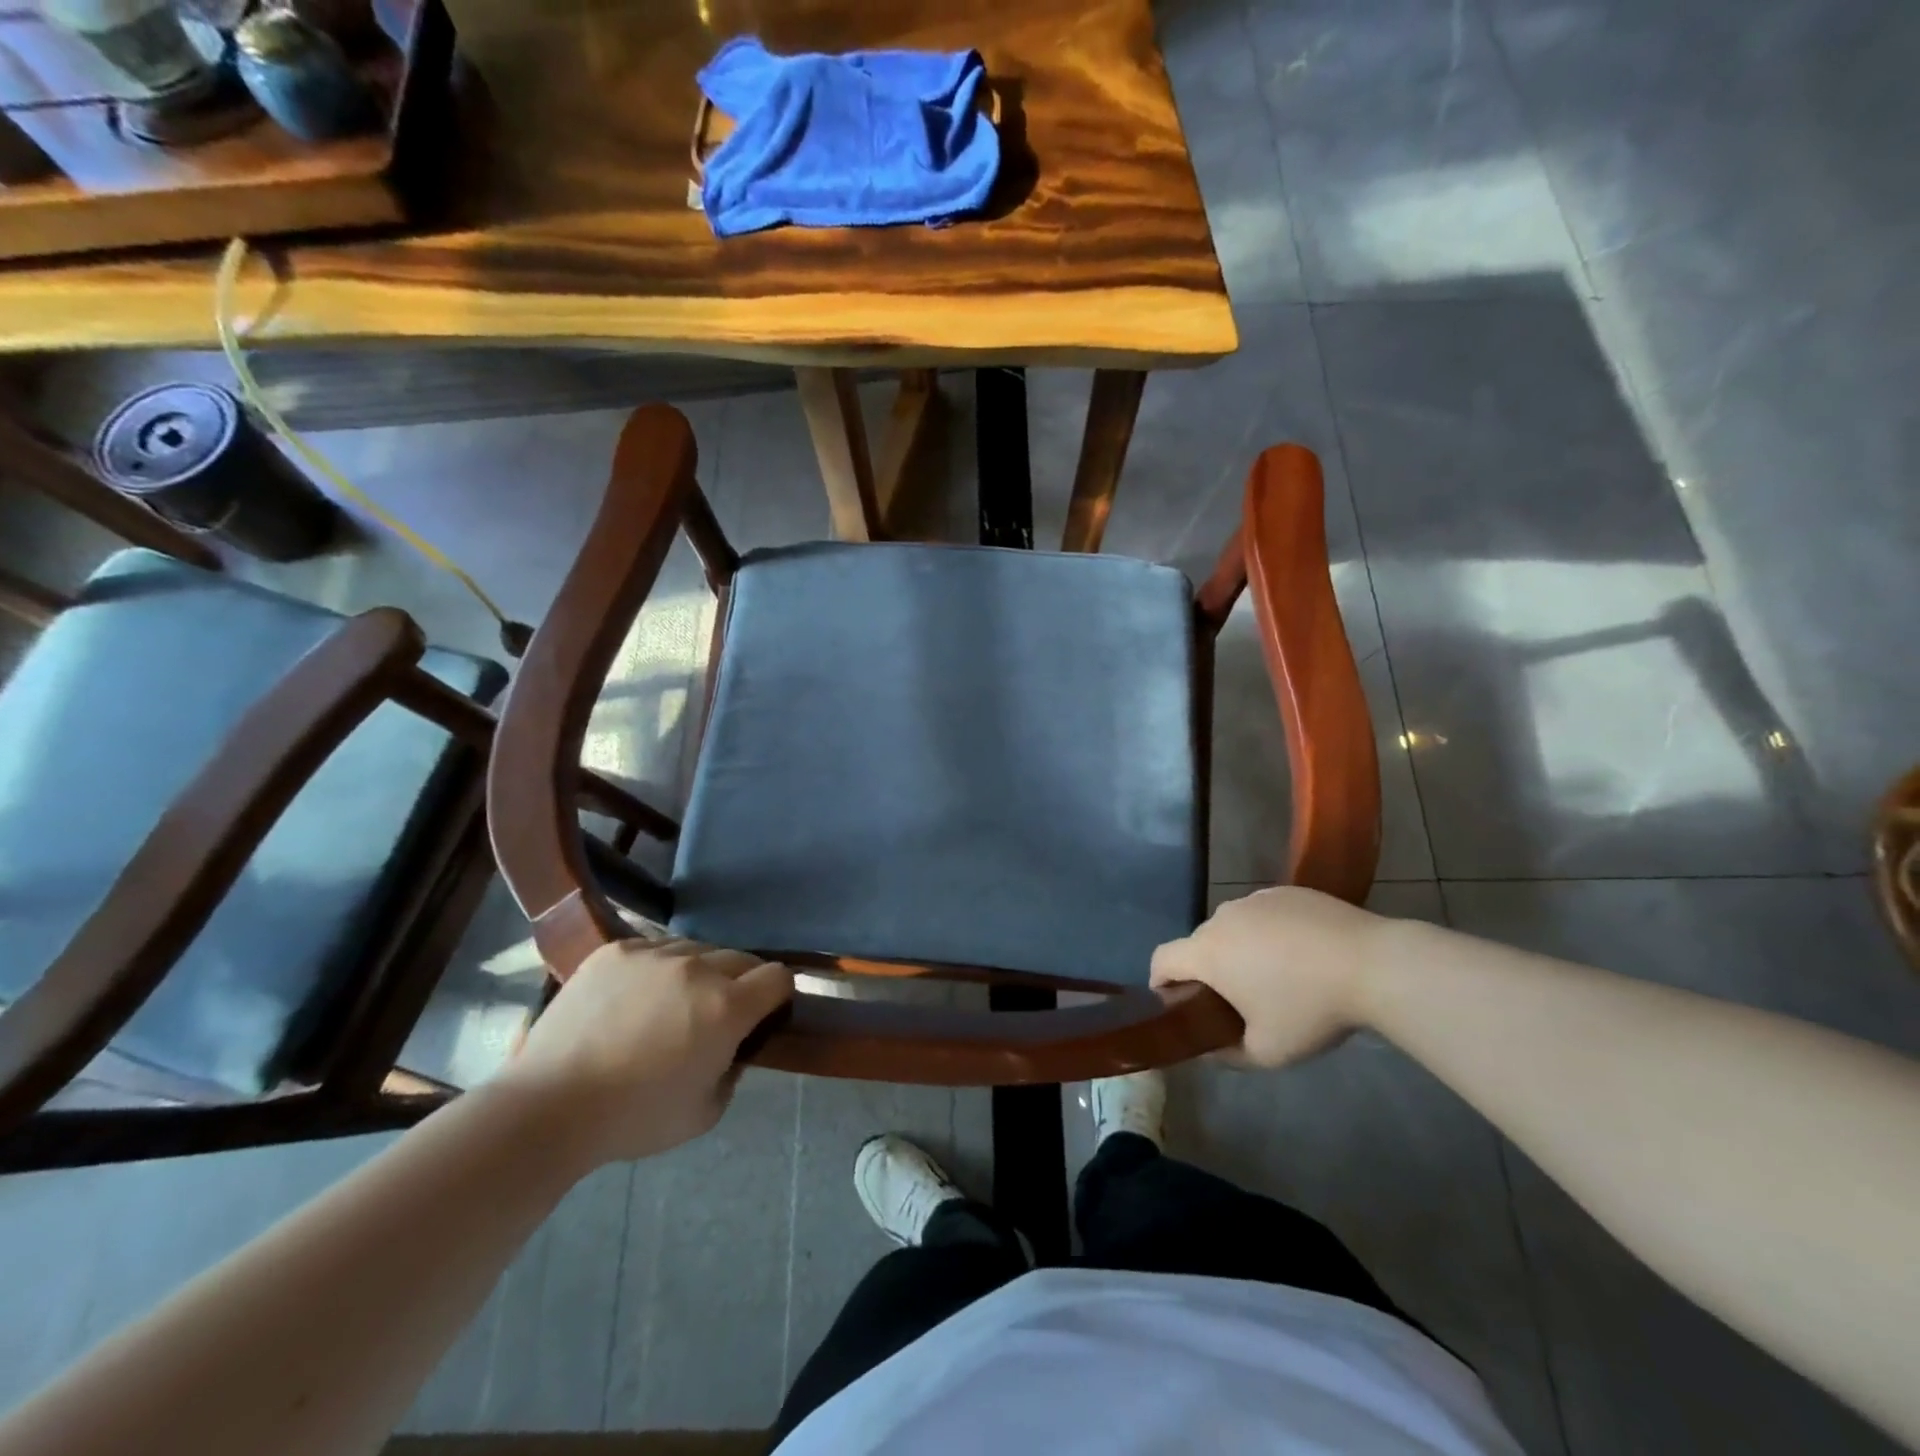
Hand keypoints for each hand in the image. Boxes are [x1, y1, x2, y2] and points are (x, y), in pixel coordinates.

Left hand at [500, 937, 793, 1165]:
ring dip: (699, 972)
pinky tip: (637, 996)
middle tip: (718, 1014)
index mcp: (726, 1007)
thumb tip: (734, 1044)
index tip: (764, 1014)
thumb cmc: (634, 1119)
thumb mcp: (706, 1111)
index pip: (778, 977)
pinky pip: (655, 948)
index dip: (777, 995)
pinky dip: (658, 968)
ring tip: (673, 1003)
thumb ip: (734, 1068)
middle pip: (742, 958)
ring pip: (697, 950)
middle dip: (741, 983)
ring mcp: (654, 954)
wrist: (548, 1107)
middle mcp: (697, 968)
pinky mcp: (616, 950)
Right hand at [1150, 886, 1385, 1067]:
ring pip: (1232, 927)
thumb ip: (1226, 1054)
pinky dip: (1270, 932)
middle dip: (1209, 970)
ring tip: (1278, 976)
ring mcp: (1254, 899)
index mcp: (1206, 953)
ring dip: (1240, 949)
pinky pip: (1263, 914)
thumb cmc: (1309, 1009)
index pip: (1161, 960)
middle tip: (1239, 1001)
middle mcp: (1221, 917)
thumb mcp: (1266, 1052)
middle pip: (1199, 944)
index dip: (1161, 983)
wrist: (1372, 964)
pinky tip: (1304, 953)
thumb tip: (1208, 1050)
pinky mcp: (1286, 891)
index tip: (1181, 1005)